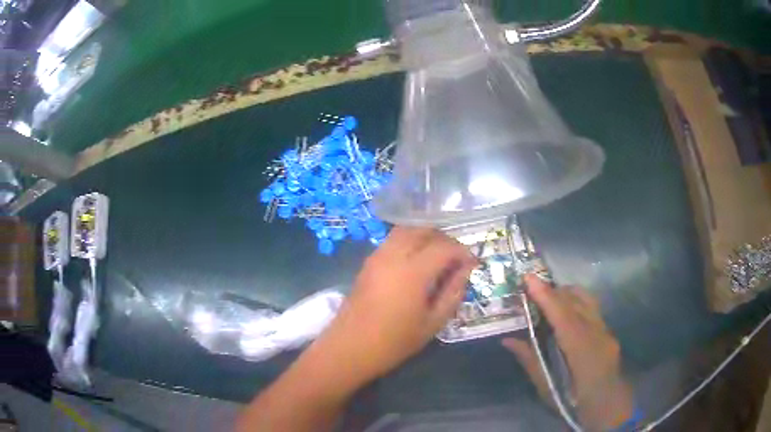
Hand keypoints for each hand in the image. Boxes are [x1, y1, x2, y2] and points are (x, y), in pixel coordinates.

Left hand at [315, 227, 477, 384]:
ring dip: (426, 237)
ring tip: (438, 258)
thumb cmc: (394, 341)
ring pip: (406, 231)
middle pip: (424, 230)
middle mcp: (394, 255)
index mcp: (413, 271)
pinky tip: (416, 262)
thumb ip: (452, 292)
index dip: (463, 252)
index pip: (445, 247)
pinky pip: (393, 240)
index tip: (473, 263)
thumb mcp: (433, 322)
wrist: (350, 347)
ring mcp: (377, 256)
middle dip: (445, 239)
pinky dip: (409, 242)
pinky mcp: (368, 262)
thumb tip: (465, 270)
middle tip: (456, 258)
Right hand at [502, 275, 633, 431]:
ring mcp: (605, 330)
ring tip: (549, 296)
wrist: (608, 406)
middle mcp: (596, 332)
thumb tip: (509, 340)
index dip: (545, 295)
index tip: (528, 278)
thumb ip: (530, 361)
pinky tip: (567, 311)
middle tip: (532, 287)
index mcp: (580, 349)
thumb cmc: (574, 401)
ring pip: (587, 300)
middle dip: (553, 290)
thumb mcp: (547, 388)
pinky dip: (577, 302)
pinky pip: (592, 308)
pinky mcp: (609, 332)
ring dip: (567, 293)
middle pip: (576, 301)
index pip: (562, 315)